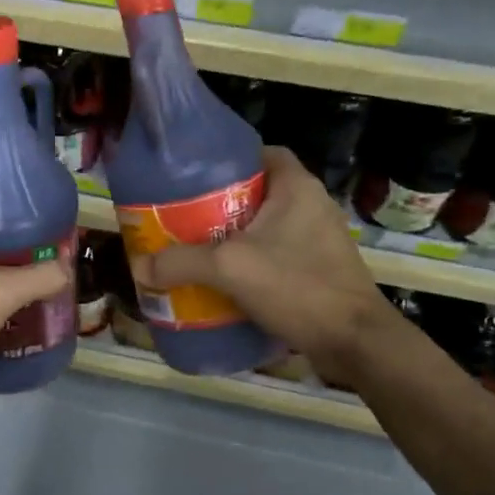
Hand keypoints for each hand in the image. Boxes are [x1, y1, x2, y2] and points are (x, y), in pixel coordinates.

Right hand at [145, 147, 396, 384]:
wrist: (354, 341)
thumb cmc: (298, 286)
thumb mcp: (230, 268)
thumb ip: (182, 263)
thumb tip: (140, 267)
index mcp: (297, 187)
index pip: (262, 153)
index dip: (229, 159)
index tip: (196, 176)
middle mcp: (312, 205)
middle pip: (259, 192)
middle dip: (222, 203)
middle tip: (186, 216)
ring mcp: (320, 239)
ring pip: (267, 226)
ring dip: (236, 236)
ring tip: (198, 248)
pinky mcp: (320, 269)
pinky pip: (278, 254)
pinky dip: (253, 262)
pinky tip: (226, 280)